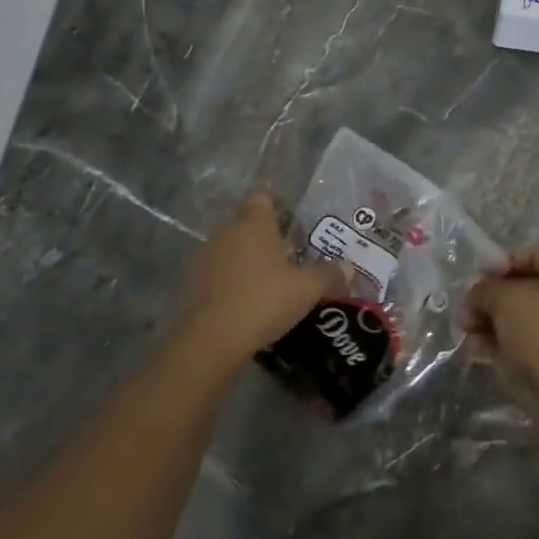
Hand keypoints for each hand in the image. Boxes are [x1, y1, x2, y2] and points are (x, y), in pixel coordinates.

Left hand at [174, 192, 347, 365]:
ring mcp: (203, 257)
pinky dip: (229, 284)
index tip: (293, 228)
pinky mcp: (190, 284)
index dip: (277, 208)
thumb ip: (329, 275)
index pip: (262, 198)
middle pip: (246, 225)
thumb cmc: (264, 300)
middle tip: (289, 261)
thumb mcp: (307, 289)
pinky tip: (245, 305)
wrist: (210, 339)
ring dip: (246, 263)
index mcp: (253, 223)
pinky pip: (216, 275)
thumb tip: (348, 269)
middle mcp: (225, 232)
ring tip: (268, 286)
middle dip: (265, 239)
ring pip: (230, 250)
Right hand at [466, 246, 538, 426]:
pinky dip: (501, 342)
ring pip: (521, 318)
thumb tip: (476, 294)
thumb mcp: (505, 299)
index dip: (502, 261)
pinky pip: (525, 342)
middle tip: (465, 310)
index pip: (532, 255)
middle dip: (489, 298)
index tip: (478, 276)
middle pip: (523, 288)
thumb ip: (485, 289)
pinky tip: (477, 349)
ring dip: (490, 322)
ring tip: (465, 331)